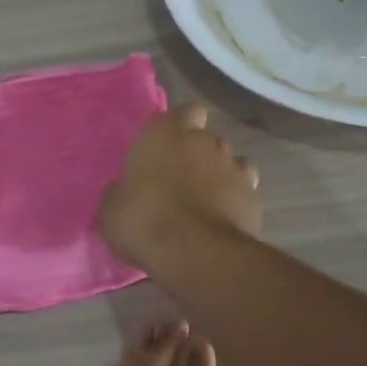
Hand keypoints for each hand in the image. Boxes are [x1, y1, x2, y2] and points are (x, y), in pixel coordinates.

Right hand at [99, 105, 261, 272]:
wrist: (195, 253)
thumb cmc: (143, 220)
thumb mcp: (112, 207)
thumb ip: (122, 190)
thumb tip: (124, 191)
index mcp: (166, 132)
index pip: (185, 112)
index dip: (180, 127)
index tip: (168, 147)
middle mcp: (205, 141)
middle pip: (207, 138)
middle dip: (198, 154)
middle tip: (181, 179)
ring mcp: (235, 167)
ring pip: (230, 162)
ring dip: (219, 175)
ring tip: (204, 201)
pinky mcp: (254, 197)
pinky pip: (244, 191)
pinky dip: (235, 201)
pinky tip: (222, 219)